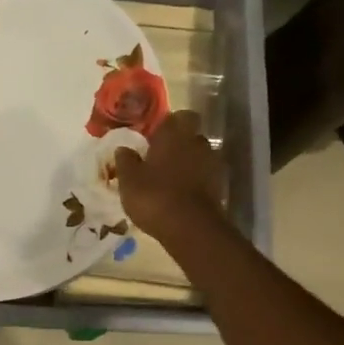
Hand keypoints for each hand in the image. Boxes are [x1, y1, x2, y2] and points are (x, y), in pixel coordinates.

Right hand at [114, 110, 224, 241]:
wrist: (191, 227)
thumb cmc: (154, 196)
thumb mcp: (128, 180)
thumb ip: (125, 161)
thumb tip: (123, 148)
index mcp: (174, 134)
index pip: (177, 116)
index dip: (166, 124)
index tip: (153, 136)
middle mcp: (196, 143)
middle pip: (191, 134)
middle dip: (178, 143)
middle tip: (160, 157)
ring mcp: (212, 164)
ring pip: (199, 155)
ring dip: (188, 162)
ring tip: (170, 178)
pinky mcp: (220, 185)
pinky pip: (205, 175)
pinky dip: (196, 180)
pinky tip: (181, 193)